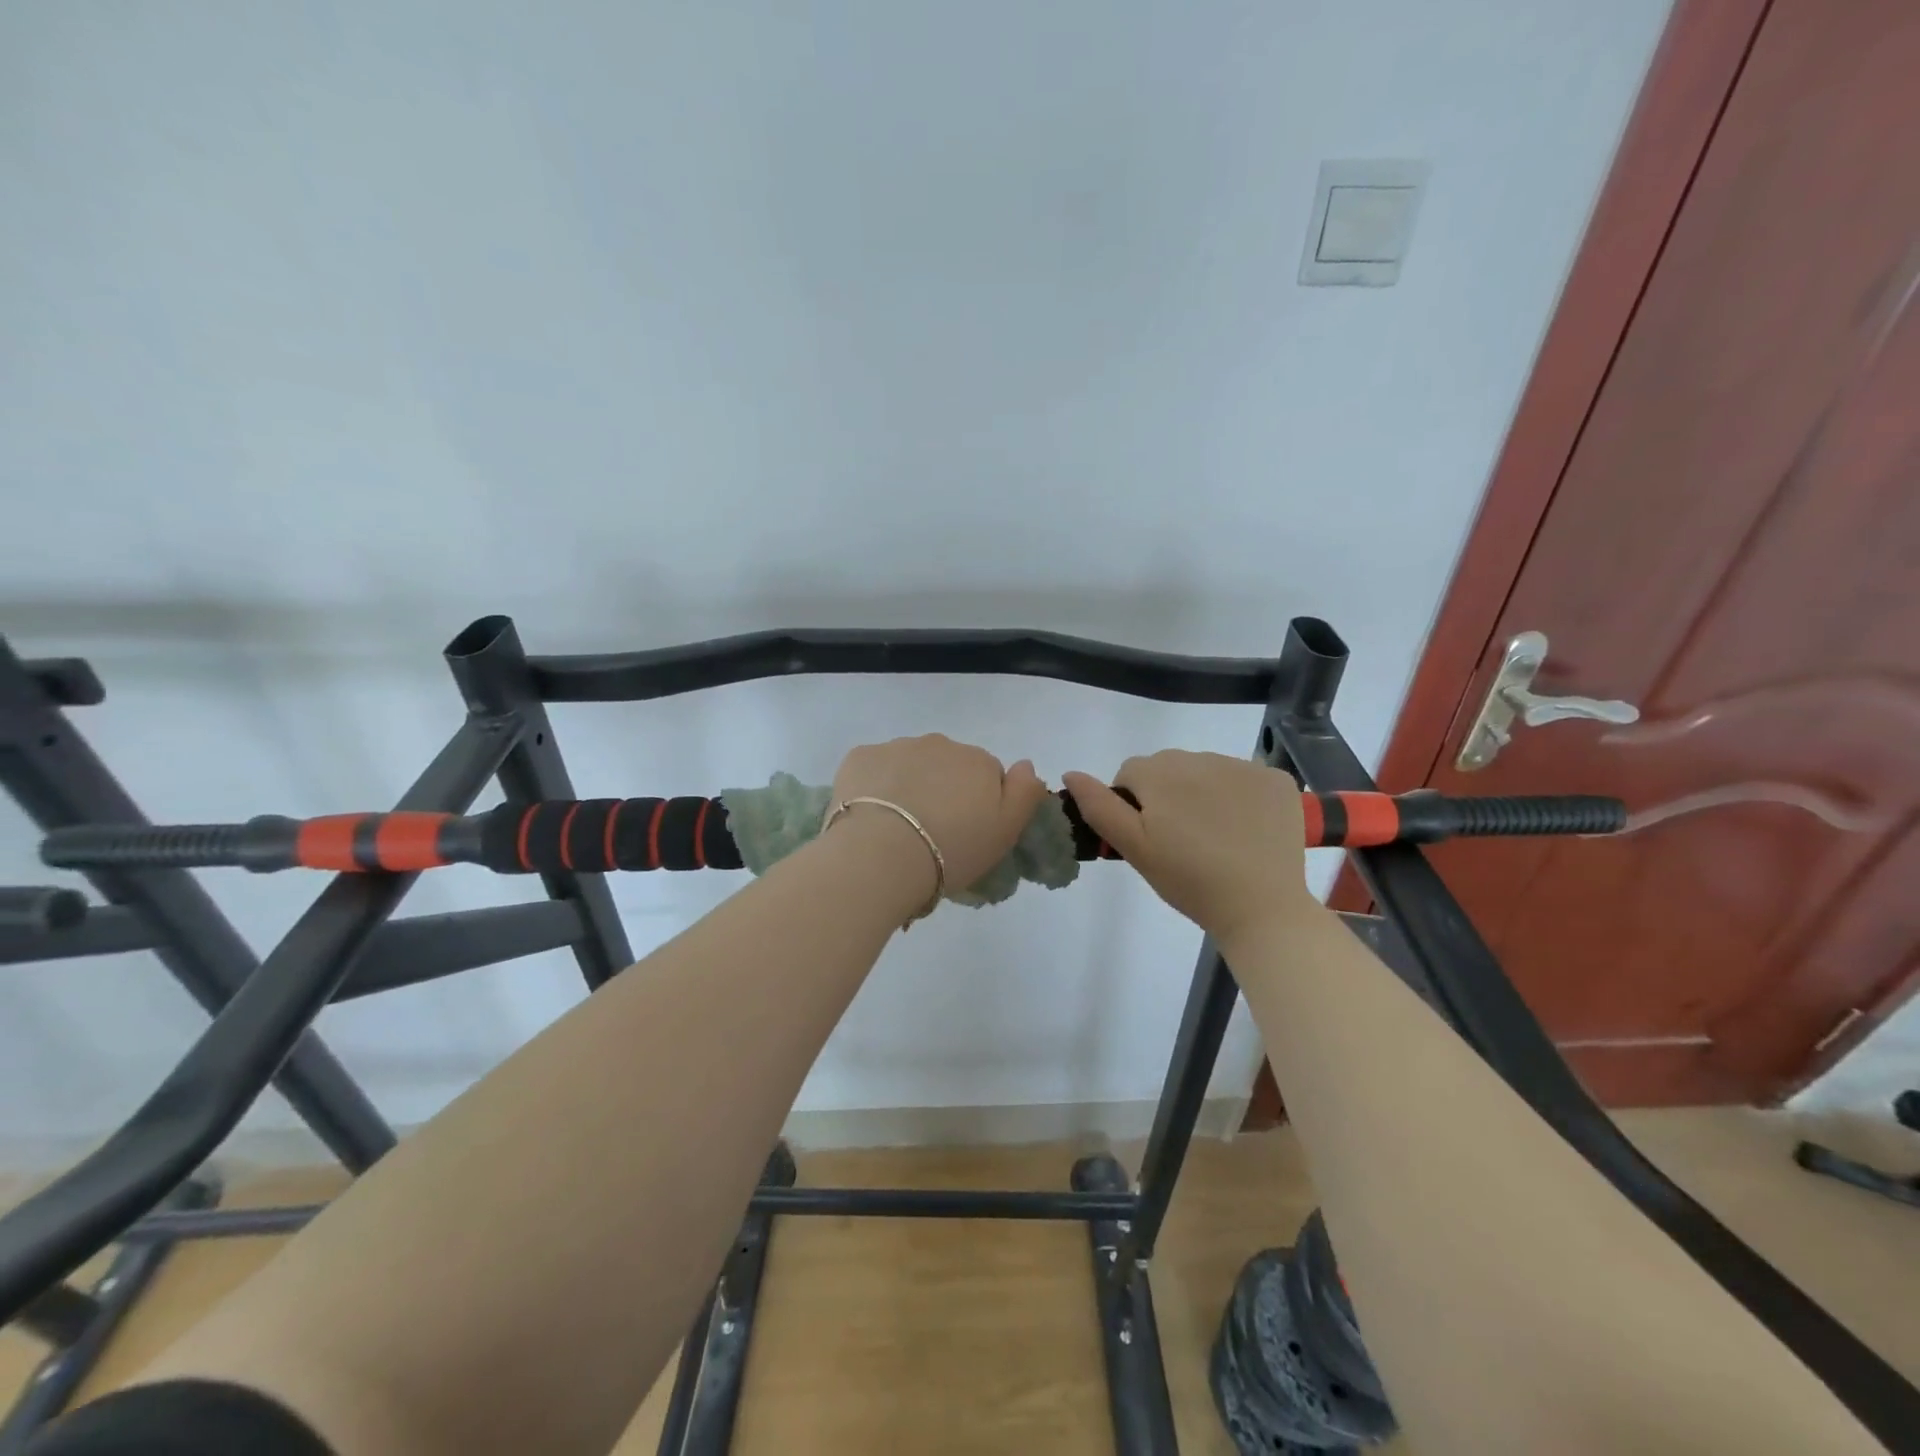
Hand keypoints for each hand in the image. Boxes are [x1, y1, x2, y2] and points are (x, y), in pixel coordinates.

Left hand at [830, 735, 1050, 899]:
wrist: (882, 854)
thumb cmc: (952, 850)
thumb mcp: (1006, 832)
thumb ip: (1025, 793)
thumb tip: (1026, 764)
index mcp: (978, 761)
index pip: (987, 775)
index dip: (978, 804)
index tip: (966, 832)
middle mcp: (940, 744)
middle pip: (947, 765)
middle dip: (942, 790)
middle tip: (932, 833)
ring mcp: (897, 746)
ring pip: (909, 764)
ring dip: (908, 786)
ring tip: (897, 828)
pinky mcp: (860, 757)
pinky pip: (874, 768)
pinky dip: (874, 786)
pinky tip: (870, 816)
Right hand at [1062, 751, 1316, 945]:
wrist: (1262, 908)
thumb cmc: (1189, 881)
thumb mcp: (1134, 849)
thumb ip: (1099, 807)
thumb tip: (1071, 774)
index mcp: (1160, 773)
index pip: (1130, 773)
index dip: (1133, 804)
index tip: (1150, 837)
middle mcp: (1201, 758)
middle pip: (1168, 766)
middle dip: (1166, 793)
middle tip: (1179, 840)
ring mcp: (1243, 767)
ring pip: (1205, 770)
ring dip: (1202, 792)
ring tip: (1214, 836)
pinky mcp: (1276, 780)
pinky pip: (1244, 778)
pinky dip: (1240, 796)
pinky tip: (1244, 829)